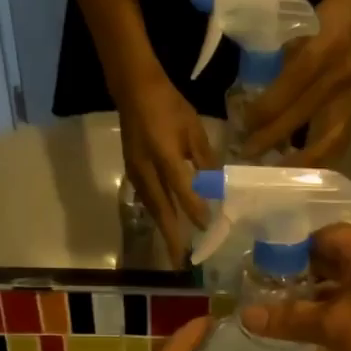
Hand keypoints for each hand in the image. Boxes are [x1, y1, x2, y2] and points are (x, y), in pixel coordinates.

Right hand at [119, 74, 216, 264]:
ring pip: (152, 207)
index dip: (194, 209)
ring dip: (163, 229)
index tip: (207, 228)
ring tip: (173, 250)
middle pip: (161, 208)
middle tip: (179, 261)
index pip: (181, 188)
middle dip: (170, 236)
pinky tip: (166, 225)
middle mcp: (147, 168)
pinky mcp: (132, 172)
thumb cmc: (169, 105)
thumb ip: (205, 159)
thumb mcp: (194, 129)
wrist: (134, 89)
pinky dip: (158, 215)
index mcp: (165, 154)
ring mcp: (136, 172)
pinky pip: (147, 199)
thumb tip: (217, 187)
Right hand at [239, 225, 350, 350]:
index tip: (256, 273)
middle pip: (326, 265)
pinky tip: (305, 347)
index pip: (317, 237)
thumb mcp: (334, 326)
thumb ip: (290, 318)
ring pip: (338, 294)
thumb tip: (246, 314)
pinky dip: (331, 327)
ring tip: (273, 325)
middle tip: (259, 301)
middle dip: (294, 284)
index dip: (285, 252)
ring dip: (311, 309)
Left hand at [240, 0, 350, 165]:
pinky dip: (322, 158)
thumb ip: (282, 65)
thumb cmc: (328, 18)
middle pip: (301, 117)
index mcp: (320, 52)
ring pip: (327, 140)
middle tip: (248, 156)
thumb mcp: (300, 31)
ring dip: (302, 162)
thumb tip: (257, 102)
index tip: (243, 126)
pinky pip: (340, 141)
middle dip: (271, 139)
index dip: (263, 112)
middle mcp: (338, 77)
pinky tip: (306, 169)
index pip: (286, 89)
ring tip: (279, 174)